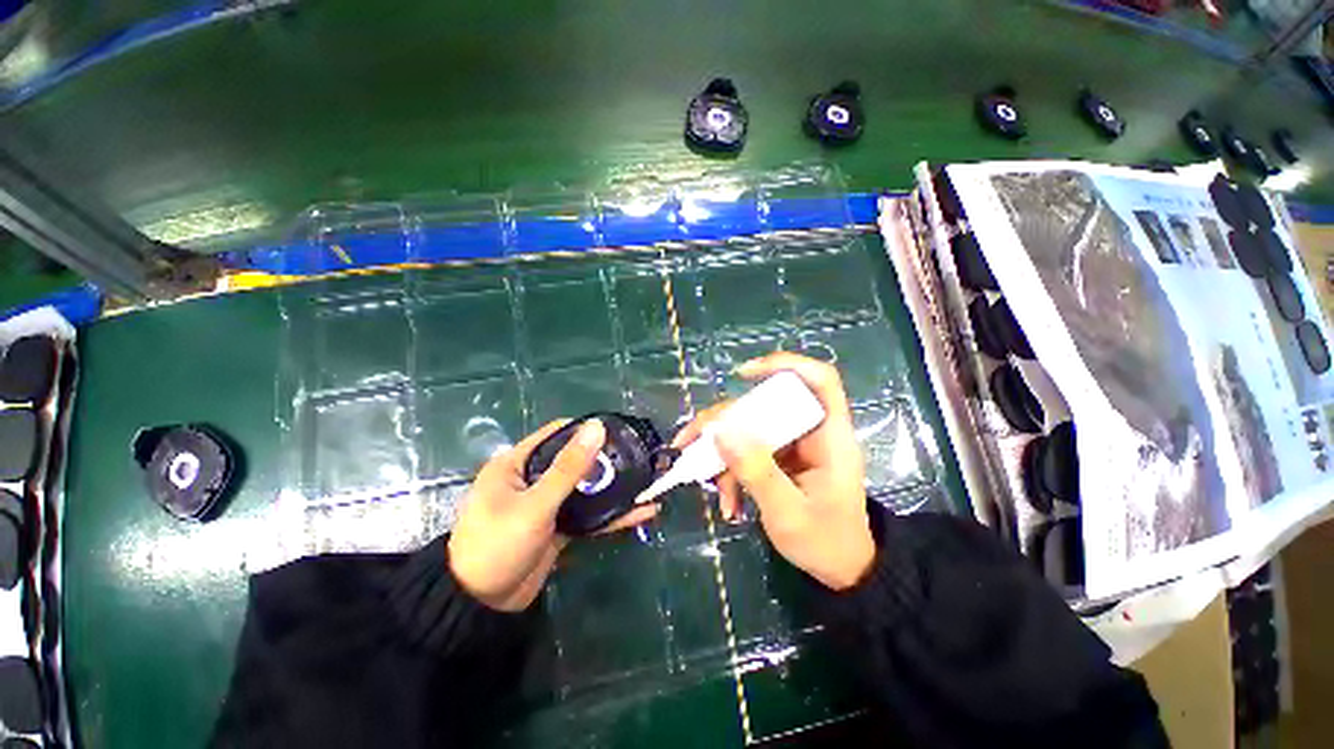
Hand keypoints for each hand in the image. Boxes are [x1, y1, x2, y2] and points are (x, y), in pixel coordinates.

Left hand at [448, 419, 659, 611]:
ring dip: (613, 489)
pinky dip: (611, 514)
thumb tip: (596, 427)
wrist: (480, 608)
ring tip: (648, 483)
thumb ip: (568, 468)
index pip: (556, 434)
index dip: (586, 430)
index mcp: (516, 463)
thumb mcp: (535, 505)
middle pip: (575, 461)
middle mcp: (531, 479)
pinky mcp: (558, 527)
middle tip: (640, 458)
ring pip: (585, 489)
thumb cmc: (497, 545)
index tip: (619, 432)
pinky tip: (640, 513)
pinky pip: (588, 515)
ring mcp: (546, 505)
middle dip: (607, 461)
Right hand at [673, 353, 874, 590]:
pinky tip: (728, 503)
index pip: (818, 380)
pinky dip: (732, 473)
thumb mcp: (788, 513)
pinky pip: (748, 451)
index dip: (784, 365)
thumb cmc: (827, 542)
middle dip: (723, 422)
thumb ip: (756, 472)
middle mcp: (809, 432)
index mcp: (829, 436)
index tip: (743, 375)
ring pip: (749, 429)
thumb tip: (720, 432)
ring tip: (710, 488)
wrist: (842, 569)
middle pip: (764, 405)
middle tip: (690, 442)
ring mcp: (792, 445)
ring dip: (723, 456)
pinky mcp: (779, 459)